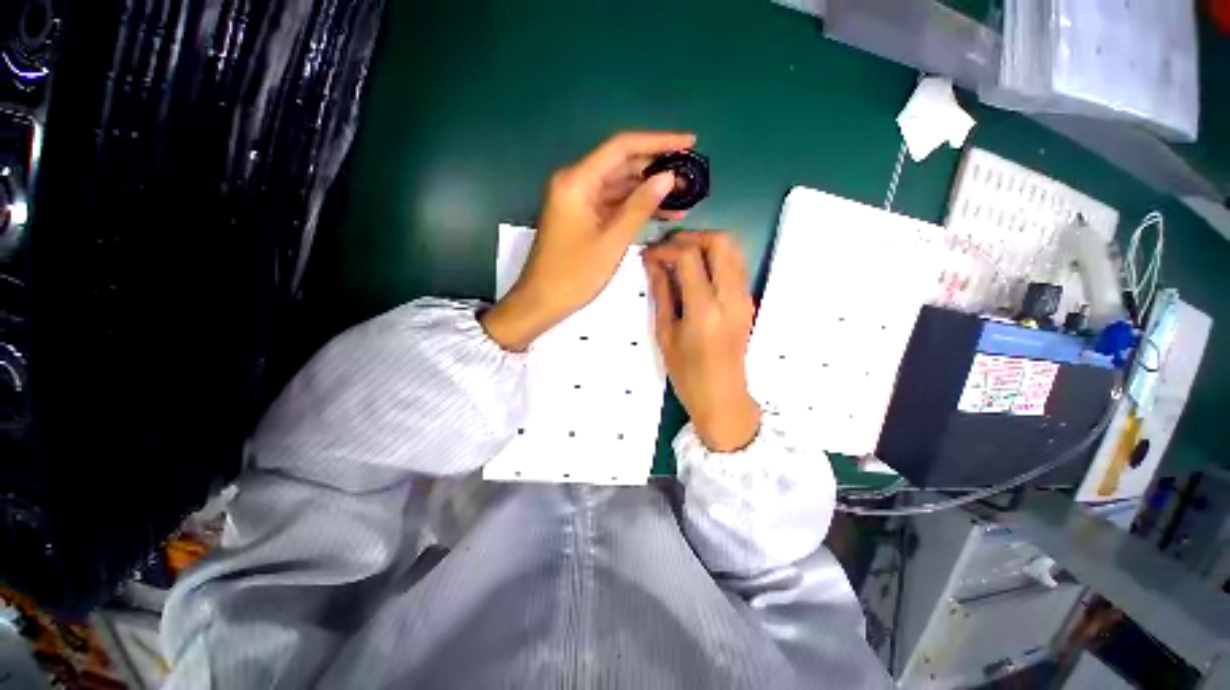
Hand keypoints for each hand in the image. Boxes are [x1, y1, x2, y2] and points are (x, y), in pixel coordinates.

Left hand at [481, 131, 696, 350]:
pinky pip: (613, 205)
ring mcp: (579, 201)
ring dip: (649, 191)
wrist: (542, 301)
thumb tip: (668, 178)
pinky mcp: (582, 217)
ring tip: (684, 197)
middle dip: (656, 169)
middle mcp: (576, 183)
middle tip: (691, 176)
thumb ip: (640, 207)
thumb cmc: (574, 274)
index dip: (658, 142)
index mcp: (577, 181)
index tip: (689, 142)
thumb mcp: (612, 241)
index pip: (622, 147)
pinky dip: (635, 208)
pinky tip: (661, 214)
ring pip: (620, 187)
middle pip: (621, 165)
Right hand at [643, 232, 760, 451]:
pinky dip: (715, 257)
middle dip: (691, 236)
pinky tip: (695, 270)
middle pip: (720, 241)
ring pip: (733, 249)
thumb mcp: (665, 334)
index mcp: (705, 309)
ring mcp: (744, 297)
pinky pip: (735, 265)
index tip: (649, 254)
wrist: (722, 397)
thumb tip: (653, 262)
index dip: (666, 248)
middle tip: (668, 247)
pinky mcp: (748, 301)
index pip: (690, 257)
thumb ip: (661, 293)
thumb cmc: (687, 374)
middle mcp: (731, 297)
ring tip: (679, 255)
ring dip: (705, 243)